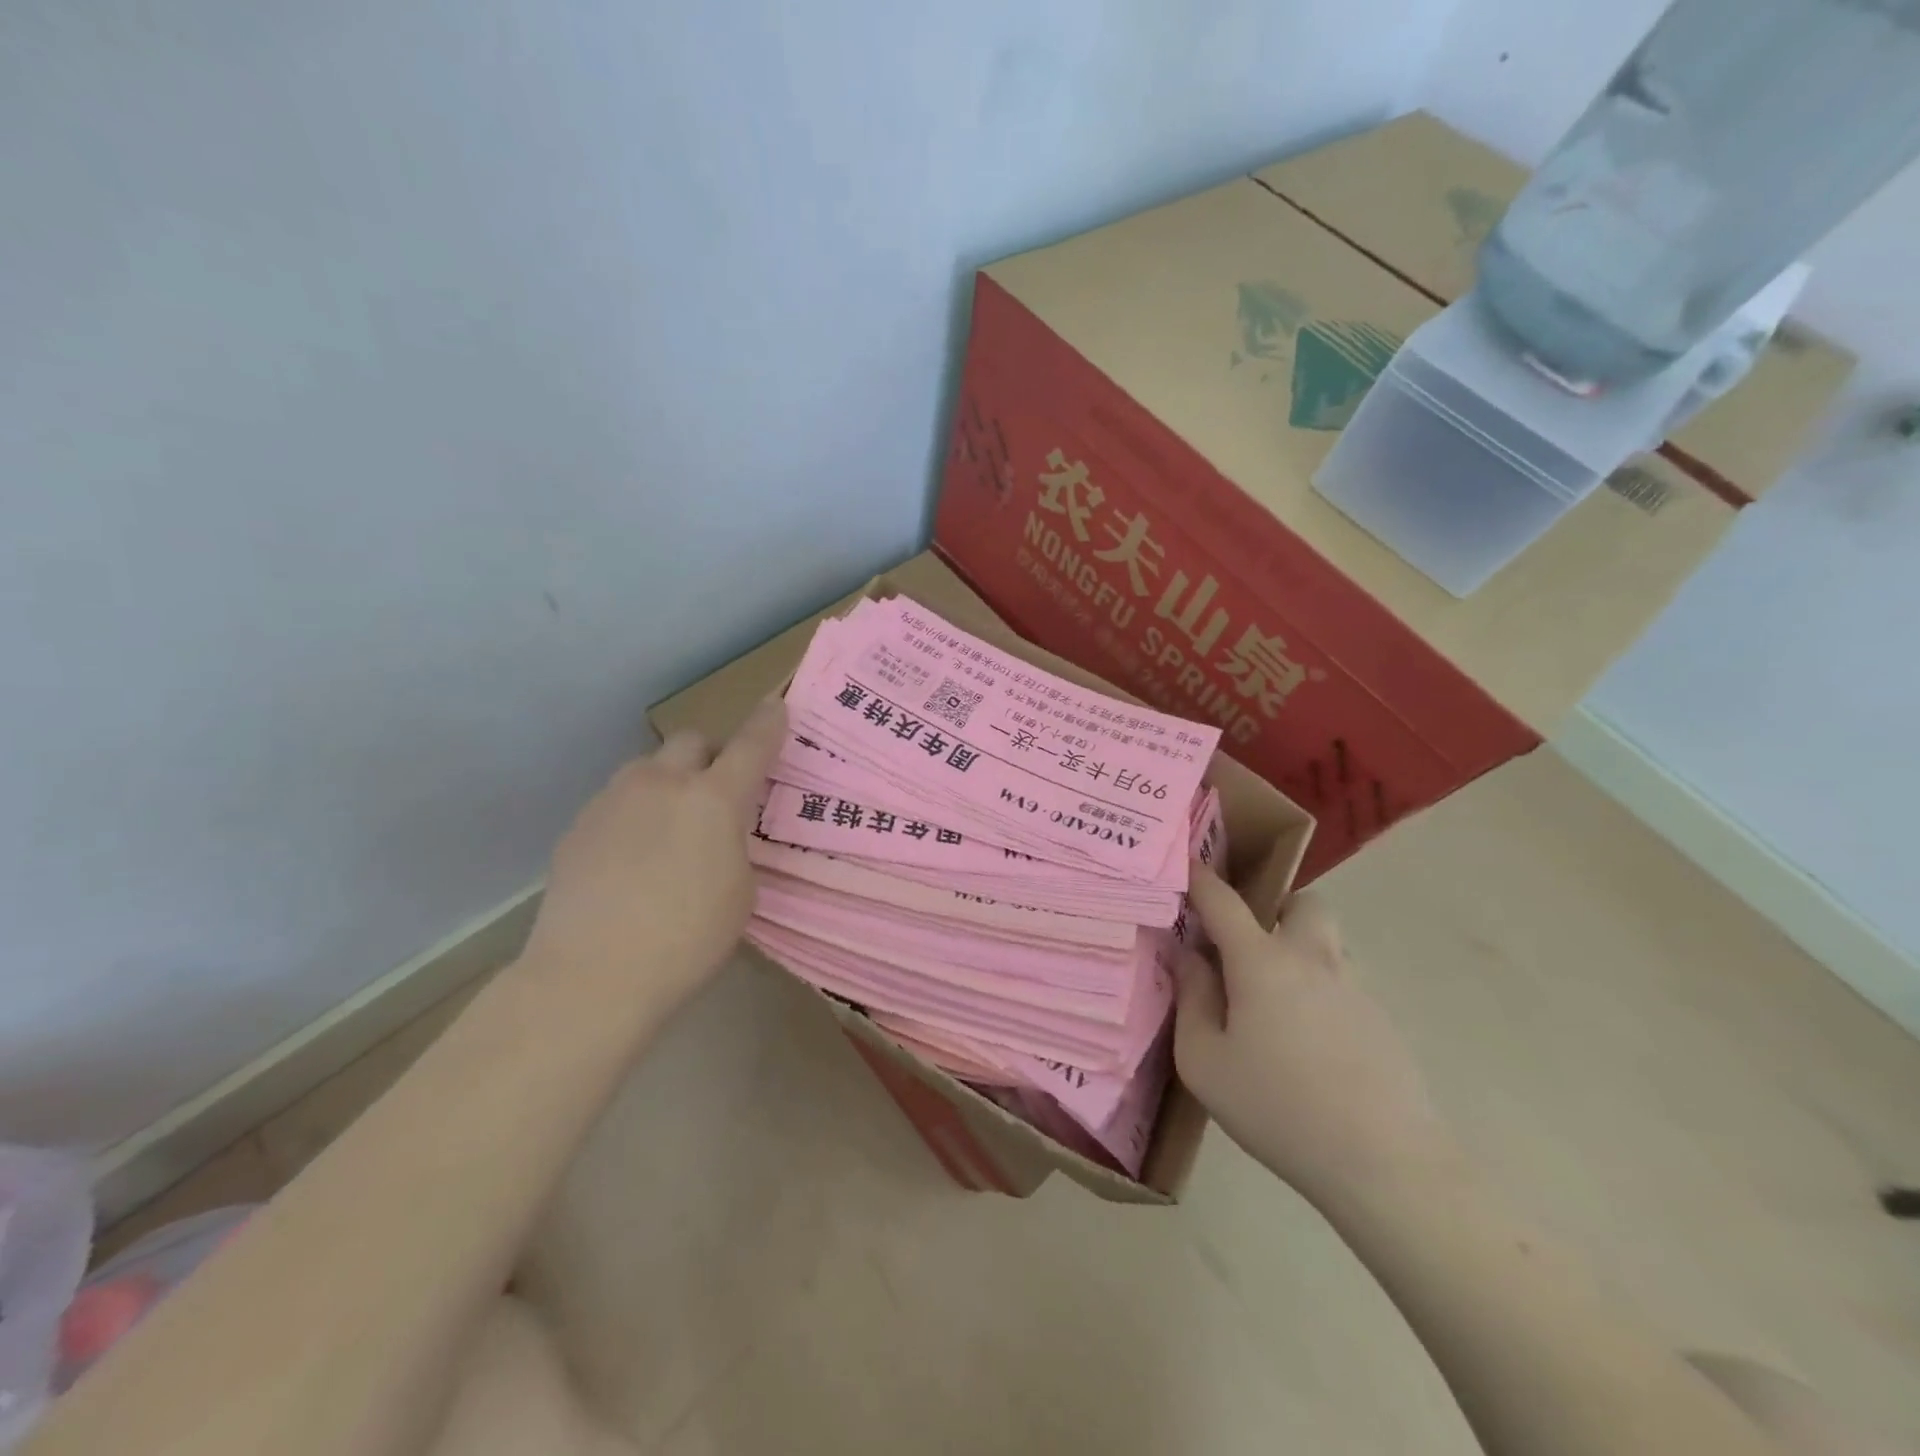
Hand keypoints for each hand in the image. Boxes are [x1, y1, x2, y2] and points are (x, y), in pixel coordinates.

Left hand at [520, 697, 785, 1013]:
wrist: (590, 976)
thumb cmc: (687, 940)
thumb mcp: (740, 893)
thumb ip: (734, 847)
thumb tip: (715, 836)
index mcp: (713, 799)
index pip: (751, 745)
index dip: (768, 723)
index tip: (777, 706)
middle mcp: (661, 784)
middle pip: (691, 741)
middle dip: (709, 756)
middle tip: (715, 794)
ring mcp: (612, 800)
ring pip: (648, 769)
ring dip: (667, 784)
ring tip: (667, 831)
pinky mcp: (578, 826)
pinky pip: (617, 802)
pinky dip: (633, 816)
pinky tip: (629, 861)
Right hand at [1174, 868, 1457, 1204]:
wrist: (1386, 1165)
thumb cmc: (1278, 1109)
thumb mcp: (1205, 1062)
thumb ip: (1191, 999)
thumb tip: (1188, 957)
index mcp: (1262, 961)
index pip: (1223, 900)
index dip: (1199, 877)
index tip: (1184, 861)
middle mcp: (1312, 959)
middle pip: (1302, 904)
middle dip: (1274, 908)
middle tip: (1247, 946)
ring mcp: (1355, 988)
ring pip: (1326, 944)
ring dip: (1298, 952)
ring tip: (1274, 1005)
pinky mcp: (1382, 1021)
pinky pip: (1343, 984)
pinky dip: (1319, 992)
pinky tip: (1308, 1046)